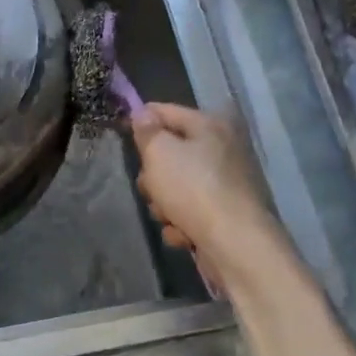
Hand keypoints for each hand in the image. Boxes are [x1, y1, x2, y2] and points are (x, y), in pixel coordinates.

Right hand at [130, 104, 275, 272]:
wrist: (235, 244)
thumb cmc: (193, 189)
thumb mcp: (159, 153)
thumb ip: (147, 131)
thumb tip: (143, 113)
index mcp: (210, 126)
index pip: (165, 111)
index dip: (140, 120)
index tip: (120, 134)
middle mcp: (222, 150)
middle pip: (170, 153)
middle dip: (153, 174)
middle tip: (150, 186)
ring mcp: (226, 184)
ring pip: (177, 186)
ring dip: (164, 203)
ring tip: (168, 215)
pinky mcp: (226, 215)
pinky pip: (190, 212)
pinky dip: (182, 223)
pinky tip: (183, 233)